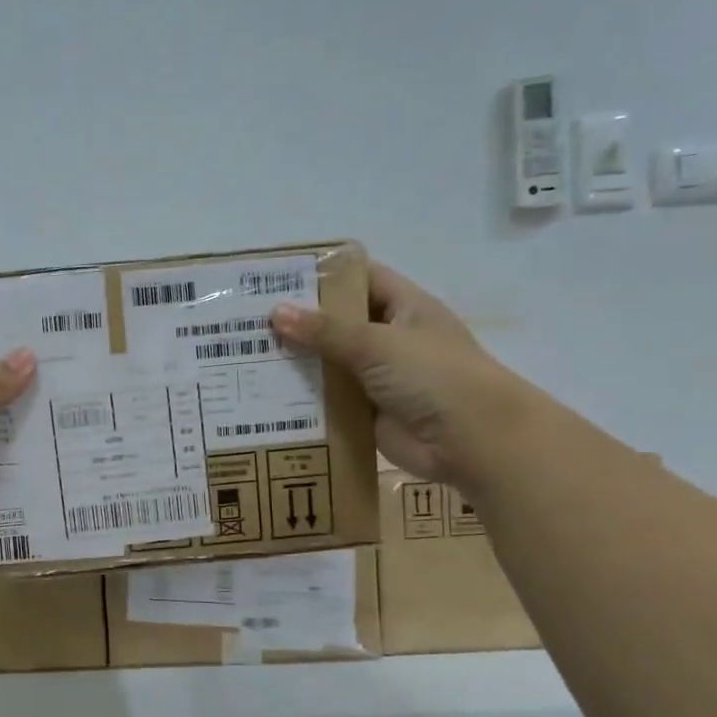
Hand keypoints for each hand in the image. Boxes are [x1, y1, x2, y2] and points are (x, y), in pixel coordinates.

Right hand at [271, 261, 525, 485]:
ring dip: (296, 363)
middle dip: (298, 322)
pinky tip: (264, 397)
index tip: (277, 277)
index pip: (360, 279)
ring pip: (329, 364)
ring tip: (245, 357)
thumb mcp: (377, 343)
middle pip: (338, 323)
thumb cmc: (433, 376)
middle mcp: (389, 339)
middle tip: (246, 320)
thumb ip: (325, 331)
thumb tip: (275, 313)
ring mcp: (377, 378)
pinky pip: (329, 401)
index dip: (323, 275)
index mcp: (404, 308)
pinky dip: (303, 400)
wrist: (471, 441)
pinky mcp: (366, 413)